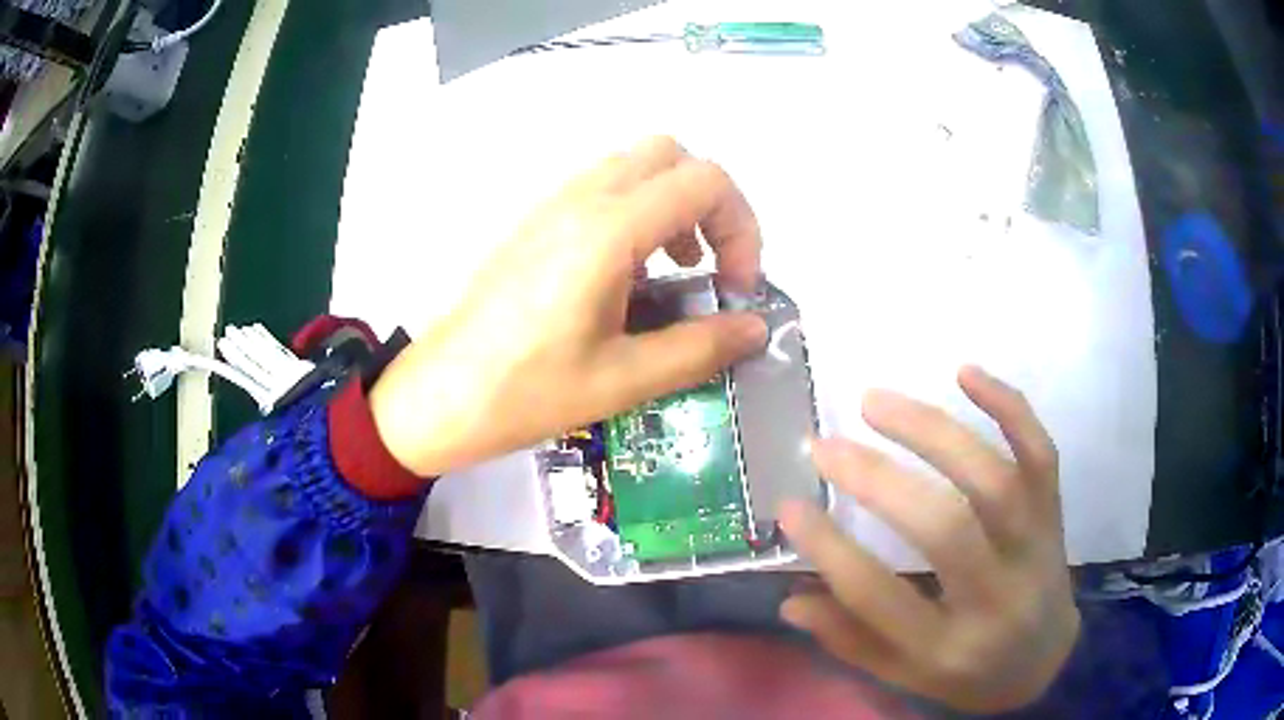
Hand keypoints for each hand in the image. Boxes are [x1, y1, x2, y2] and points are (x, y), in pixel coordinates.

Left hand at [368, 137, 767, 476]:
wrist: (439, 396)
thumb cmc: (526, 391)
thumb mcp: (624, 380)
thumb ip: (701, 347)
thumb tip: (755, 328)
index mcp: (608, 229)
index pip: (705, 181)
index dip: (741, 227)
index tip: (736, 286)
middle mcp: (581, 199)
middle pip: (672, 155)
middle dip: (710, 203)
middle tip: (710, 265)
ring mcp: (552, 205)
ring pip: (635, 165)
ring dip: (673, 204)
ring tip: (675, 271)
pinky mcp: (535, 222)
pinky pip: (602, 187)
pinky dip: (637, 211)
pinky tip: (628, 275)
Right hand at [779, 366, 1078, 713]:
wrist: (1046, 659)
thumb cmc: (967, 672)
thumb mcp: (905, 674)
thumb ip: (851, 639)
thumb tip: (790, 599)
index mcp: (948, 648)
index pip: (881, 599)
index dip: (829, 550)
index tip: (788, 507)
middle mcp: (997, 597)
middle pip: (945, 530)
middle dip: (878, 480)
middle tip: (824, 446)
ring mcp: (1034, 548)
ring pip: (993, 480)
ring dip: (932, 432)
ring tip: (875, 401)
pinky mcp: (1054, 513)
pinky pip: (1039, 454)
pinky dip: (1009, 407)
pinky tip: (966, 372)